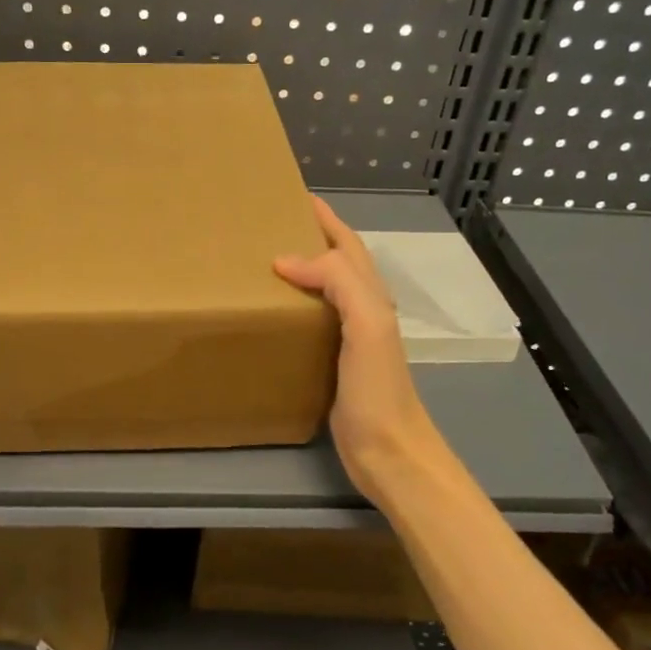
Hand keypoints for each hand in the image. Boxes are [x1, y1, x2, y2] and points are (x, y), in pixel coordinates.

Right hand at [274, 197, 444, 499]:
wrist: (389, 452)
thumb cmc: (378, 389)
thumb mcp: (366, 325)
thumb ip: (338, 282)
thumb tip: (286, 259)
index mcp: (371, 296)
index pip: (347, 245)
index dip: (326, 219)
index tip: (294, 197)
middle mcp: (362, 311)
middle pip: (336, 263)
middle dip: (310, 238)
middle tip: (268, 226)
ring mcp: (348, 340)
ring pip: (323, 292)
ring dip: (299, 271)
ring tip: (261, 262)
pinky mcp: (332, 365)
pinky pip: (311, 323)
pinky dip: (292, 308)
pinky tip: (271, 314)